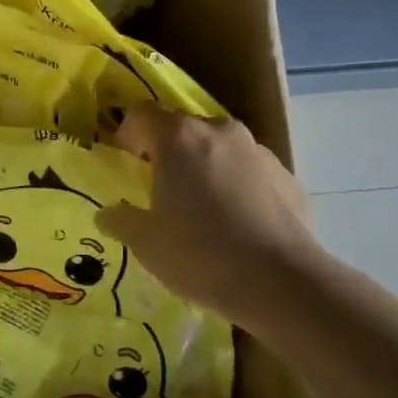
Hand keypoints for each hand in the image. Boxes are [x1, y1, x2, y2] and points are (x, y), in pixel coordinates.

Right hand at [97, 104, 322, 330]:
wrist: (282, 283)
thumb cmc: (199, 254)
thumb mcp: (145, 243)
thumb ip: (122, 221)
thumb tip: (109, 215)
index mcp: (178, 138)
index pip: (142, 114)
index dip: (128, 134)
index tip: (126, 161)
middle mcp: (219, 132)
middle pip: (183, 128)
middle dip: (168, 152)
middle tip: (161, 188)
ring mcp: (259, 152)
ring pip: (219, 149)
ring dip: (204, 167)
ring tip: (201, 209)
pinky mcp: (288, 177)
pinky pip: (250, 172)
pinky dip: (237, 186)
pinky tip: (236, 225)